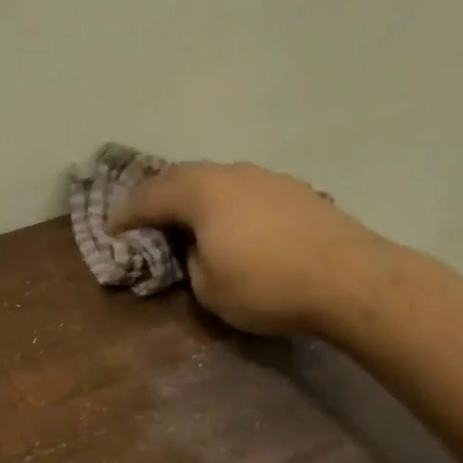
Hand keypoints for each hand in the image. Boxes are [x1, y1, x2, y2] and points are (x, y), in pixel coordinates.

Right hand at [110, 161, 373, 335]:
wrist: (351, 280)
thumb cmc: (268, 285)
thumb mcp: (210, 288)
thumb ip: (191, 262)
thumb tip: (198, 249)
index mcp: (202, 193)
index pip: (150, 197)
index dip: (126, 214)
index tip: (111, 229)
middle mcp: (231, 173)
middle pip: (181, 176)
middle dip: (157, 195)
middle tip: (142, 215)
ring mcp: (266, 177)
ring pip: (216, 179)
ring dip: (194, 196)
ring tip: (186, 217)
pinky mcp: (294, 190)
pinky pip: (243, 189)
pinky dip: (226, 203)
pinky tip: (232, 222)